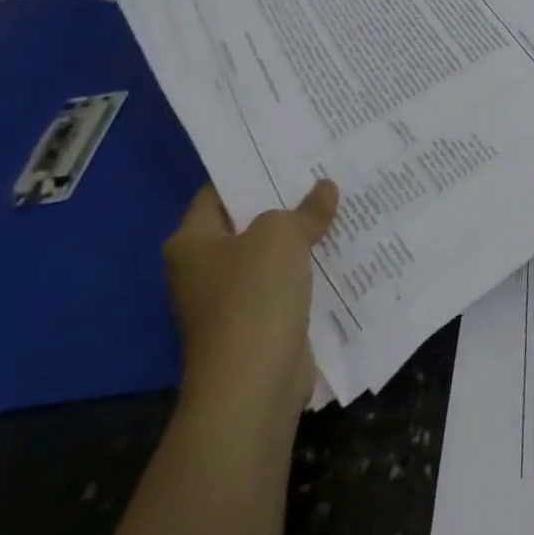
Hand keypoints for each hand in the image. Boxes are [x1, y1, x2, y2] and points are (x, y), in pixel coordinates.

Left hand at [162, 181, 338, 423]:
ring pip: (270, 254)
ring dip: (301, 235)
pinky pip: (286, 283)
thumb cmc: (253, 297)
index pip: (218, 192)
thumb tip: (324, 190)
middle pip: (247, 222)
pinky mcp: (257, 324)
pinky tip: (341, 247)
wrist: (253, 384)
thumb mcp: (281, 235)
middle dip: (284, 200)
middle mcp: (203, 269)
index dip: (251, 169)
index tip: (289, 150)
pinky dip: (308, 268)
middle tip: (324, 170)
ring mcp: (229, 300)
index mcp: (191, 242)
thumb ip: (305, 208)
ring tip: (340, 202)